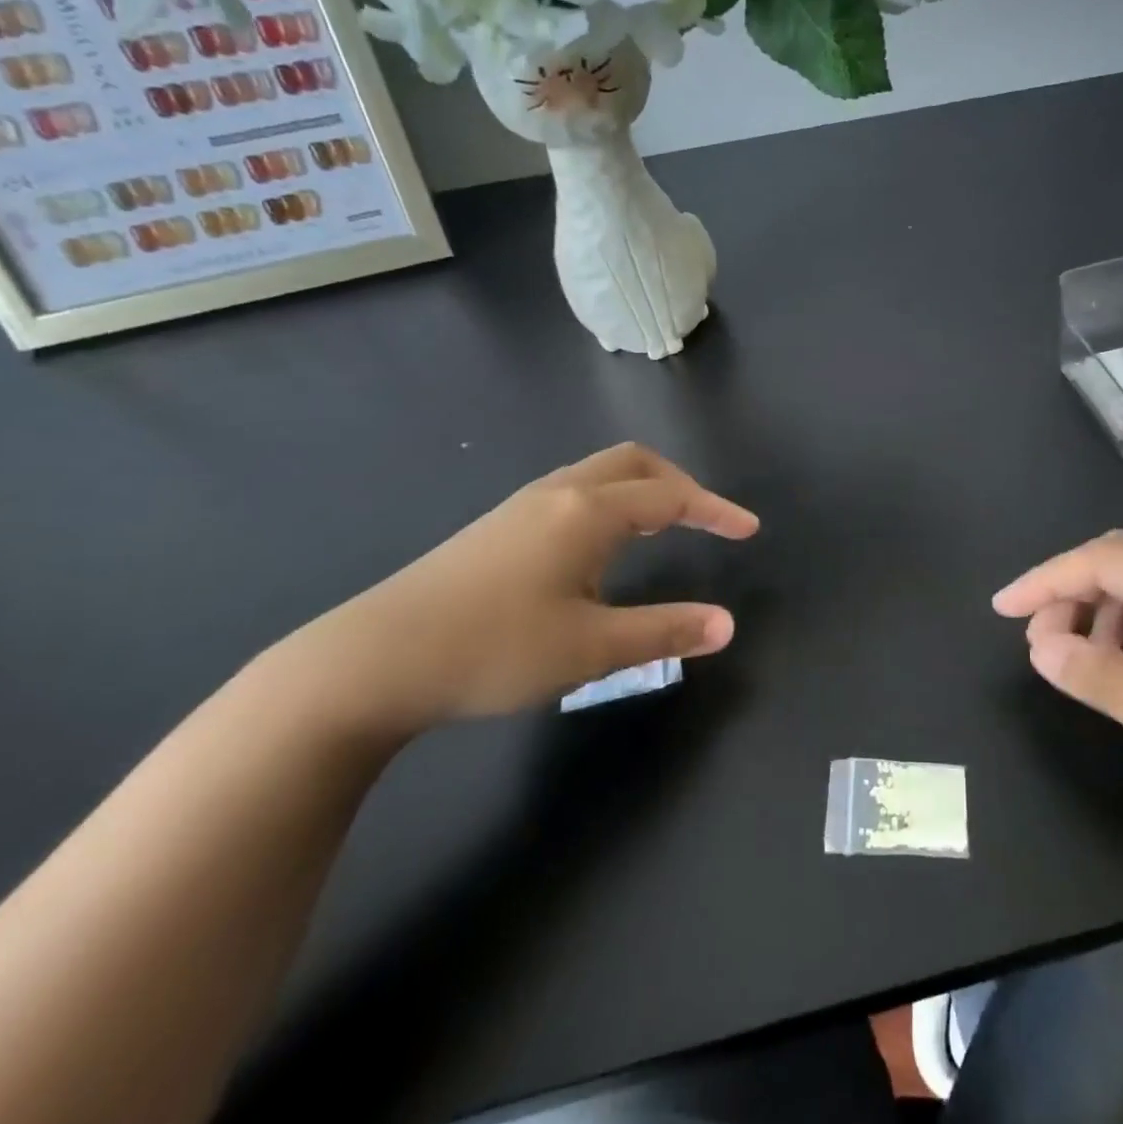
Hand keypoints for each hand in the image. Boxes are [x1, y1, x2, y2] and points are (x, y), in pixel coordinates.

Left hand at [290, 443, 759, 738]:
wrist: (373, 660)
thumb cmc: (493, 649)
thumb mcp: (590, 648)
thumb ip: (664, 631)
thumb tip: (727, 625)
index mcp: (587, 512)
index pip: (671, 495)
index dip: (715, 510)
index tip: (749, 530)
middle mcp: (558, 493)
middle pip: (633, 463)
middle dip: (678, 484)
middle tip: (705, 520)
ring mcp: (521, 506)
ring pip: (598, 474)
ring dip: (641, 491)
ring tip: (661, 530)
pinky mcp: (496, 527)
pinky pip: (572, 493)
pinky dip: (609, 503)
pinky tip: (598, 550)